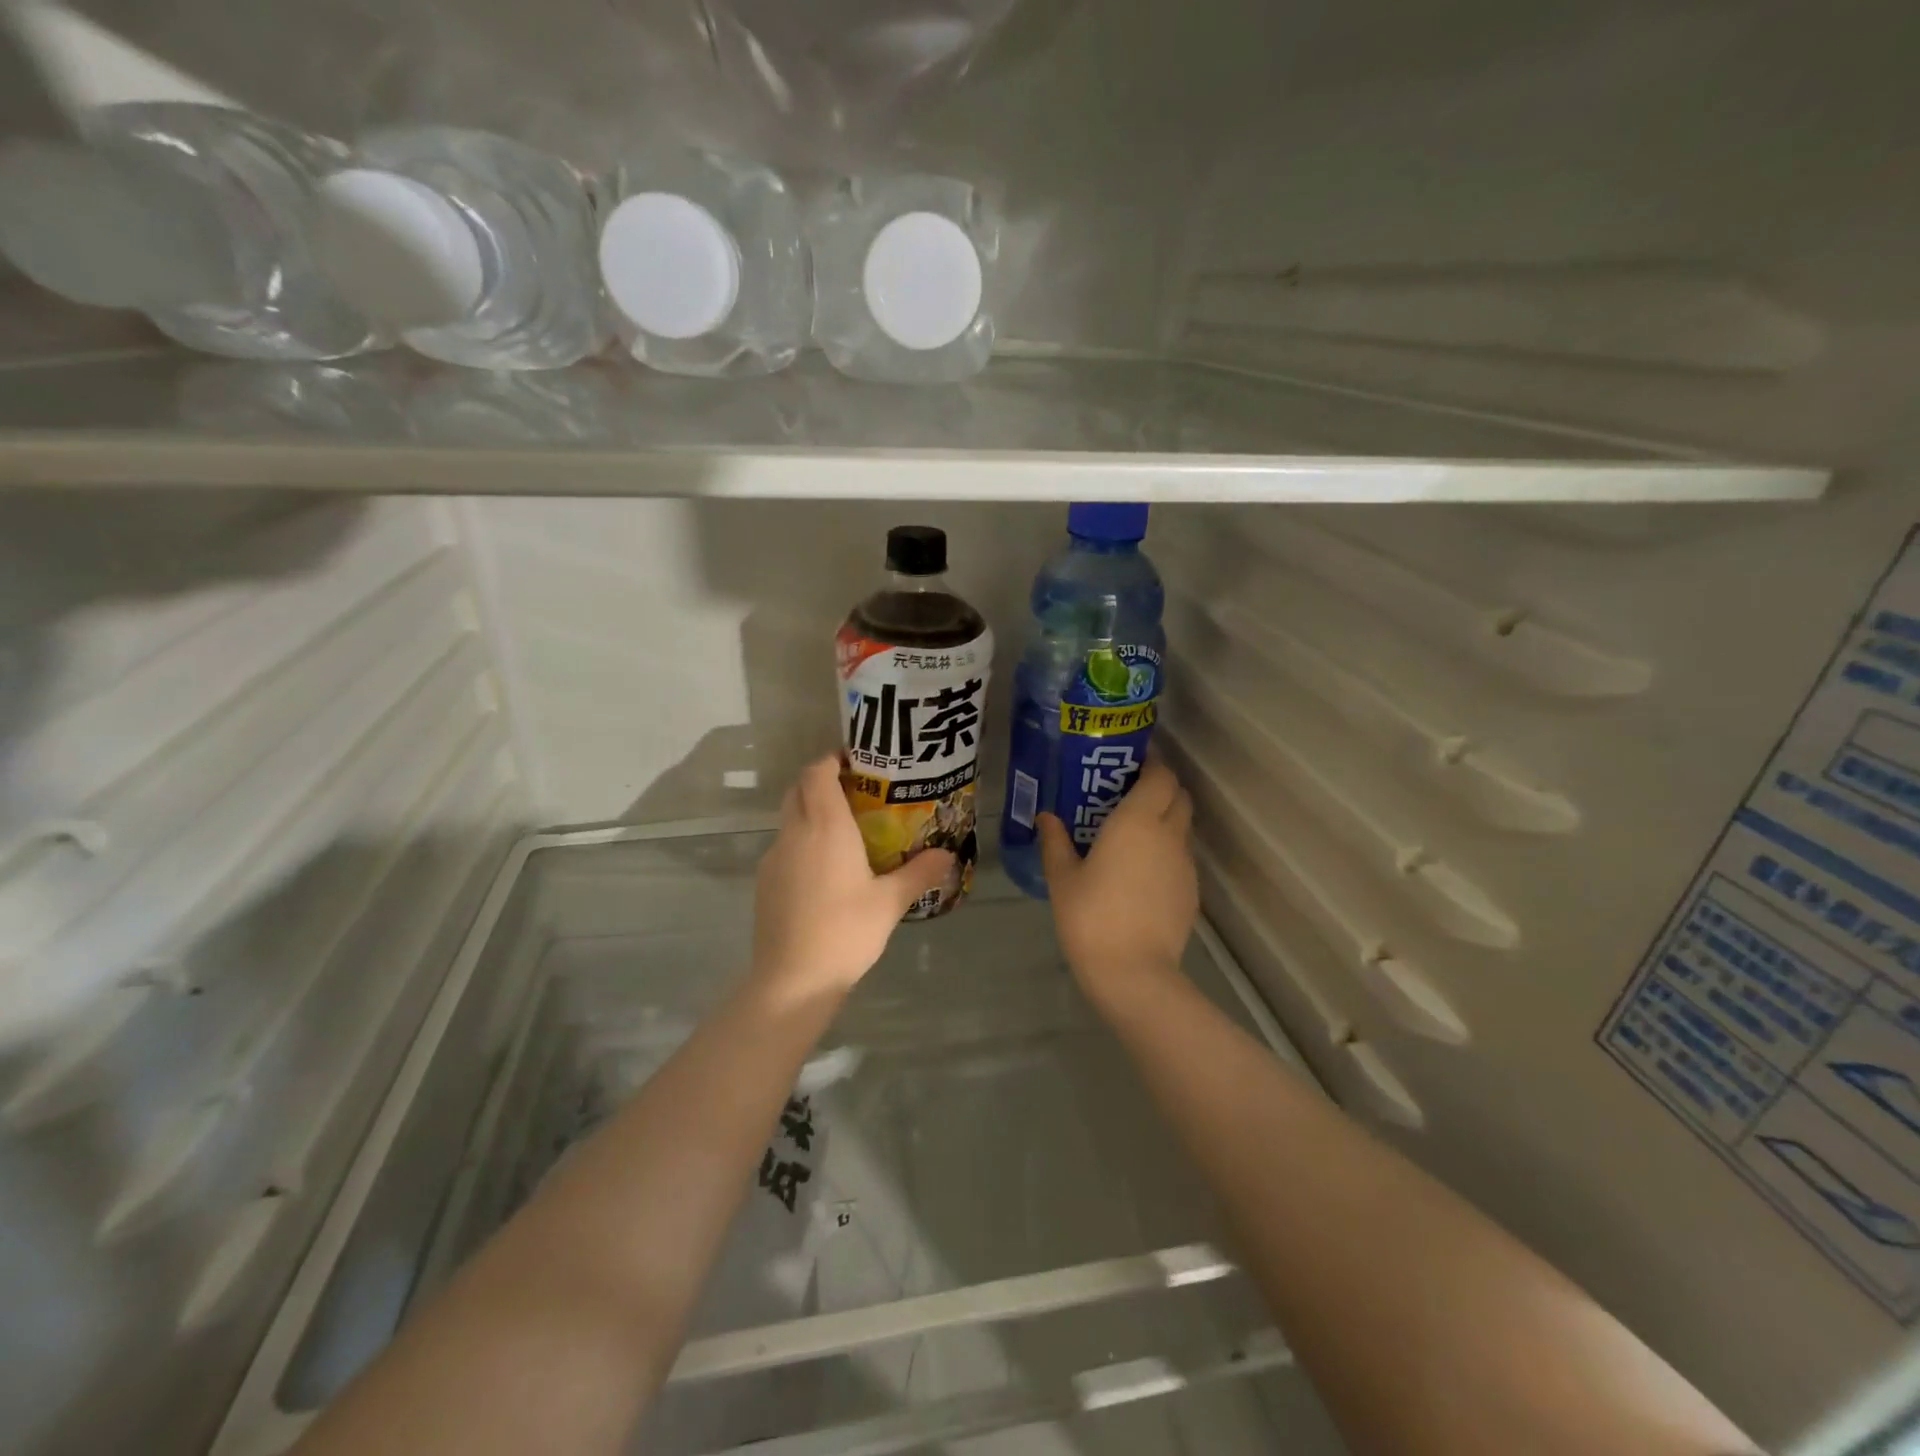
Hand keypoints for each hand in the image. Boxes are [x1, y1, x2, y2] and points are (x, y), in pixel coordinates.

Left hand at [753, 756, 954, 998]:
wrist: (792, 980)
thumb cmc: (845, 931)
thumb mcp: (890, 902)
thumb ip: (919, 873)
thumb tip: (947, 854)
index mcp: (825, 827)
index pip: (817, 773)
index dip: (832, 760)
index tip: (856, 762)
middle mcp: (795, 833)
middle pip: (799, 790)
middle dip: (822, 782)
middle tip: (856, 794)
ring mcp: (774, 858)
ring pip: (790, 819)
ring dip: (811, 813)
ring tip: (845, 832)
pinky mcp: (765, 882)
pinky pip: (785, 847)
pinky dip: (803, 842)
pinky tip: (826, 871)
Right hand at [1039, 757, 1196, 1004]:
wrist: (1133, 972)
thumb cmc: (1090, 916)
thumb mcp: (1062, 877)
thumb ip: (1055, 841)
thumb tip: (1046, 816)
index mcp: (1137, 821)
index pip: (1161, 775)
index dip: (1152, 763)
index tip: (1130, 763)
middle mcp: (1168, 834)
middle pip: (1179, 795)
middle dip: (1160, 786)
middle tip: (1128, 793)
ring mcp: (1185, 863)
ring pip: (1183, 826)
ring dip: (1165, 818)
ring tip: (1133, 831)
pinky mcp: (1191, 890)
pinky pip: (1182, 855)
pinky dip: (1167, 849)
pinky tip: (1141, 870)